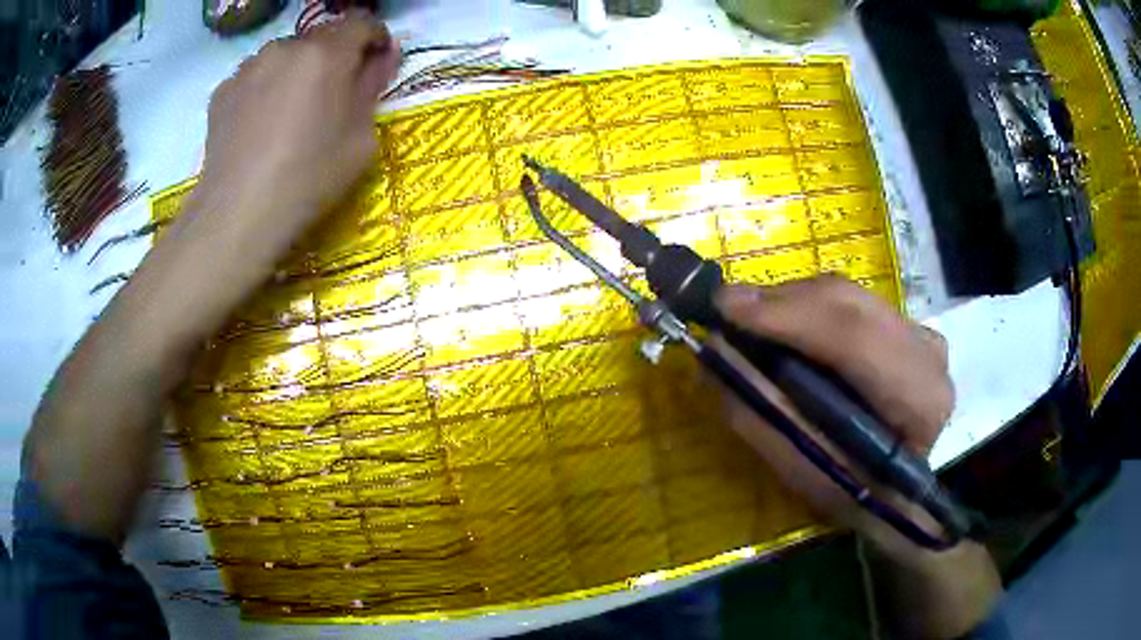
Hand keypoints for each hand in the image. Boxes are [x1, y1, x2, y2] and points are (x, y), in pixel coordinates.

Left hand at [22, 15, 400, 544]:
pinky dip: (270, 117)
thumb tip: (364, 90)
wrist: (197, 275)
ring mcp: (234, 95)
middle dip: (338, 74)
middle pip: (317, 46)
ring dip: (301, 98)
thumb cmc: (276, 233)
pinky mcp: (211, 123)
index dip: (371, 50)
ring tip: (304, 154)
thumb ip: (356, 118)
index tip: (378, 82)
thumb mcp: (341, 175)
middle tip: (347, 124)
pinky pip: (255, 100)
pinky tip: (263, 165)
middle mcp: (266, 72)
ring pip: (283, 73)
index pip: (354, 29)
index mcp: (305, 78)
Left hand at [193, 13, 399, 255]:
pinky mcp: (222, 91)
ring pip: (284, 56)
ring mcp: (248, 67)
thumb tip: (382, 55)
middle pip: (320, 39)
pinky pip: (254, 78)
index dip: (376, 39)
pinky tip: (260, 125)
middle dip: (333, 58)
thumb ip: (373, 85)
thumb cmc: (309, 177)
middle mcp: (285, 47)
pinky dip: (264, 89)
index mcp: (326, 53)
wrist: (238, 215)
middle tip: (331, 97)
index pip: (362, 23)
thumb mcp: (361, 137)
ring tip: (290, 113)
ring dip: (296, 72)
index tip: (376, 63)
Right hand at [714, 276, 1000, 637]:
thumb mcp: (808, 472)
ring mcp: (918, 331)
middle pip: (847, 303)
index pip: (856, 339)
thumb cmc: (857, 496)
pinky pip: (847, 301)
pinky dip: (806, 307)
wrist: (903, 491)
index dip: (790, 318)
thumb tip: (717, 353)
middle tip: (724, 312)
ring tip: (745, 321)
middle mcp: (927, 352)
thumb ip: (766, 414)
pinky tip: (780, 325)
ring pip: (845, 294)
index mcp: (919, 400)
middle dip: (780, 302)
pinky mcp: (904, 323)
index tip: (726, 311)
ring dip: (789, 302)